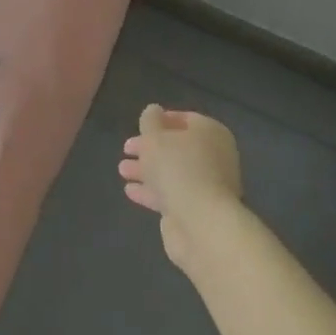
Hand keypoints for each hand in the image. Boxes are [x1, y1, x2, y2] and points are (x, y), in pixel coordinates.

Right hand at [118, 105, 243, 269]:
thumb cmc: (178, 168)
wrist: (201, 223)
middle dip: (149, 148)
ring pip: (172, 172)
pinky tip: (130, 191)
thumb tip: (153, 111)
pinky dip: (151, 191)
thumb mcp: (155, 137)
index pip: (186, 119)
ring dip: (147, 170)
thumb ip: (150, 121)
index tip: (140, 125)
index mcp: (211, 133)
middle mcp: (214, 157)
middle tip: (126, 149)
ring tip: (122, 170)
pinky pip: (171, 194)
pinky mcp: (197, 210)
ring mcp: (207, 185)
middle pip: (177, 147)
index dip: (161, 120)